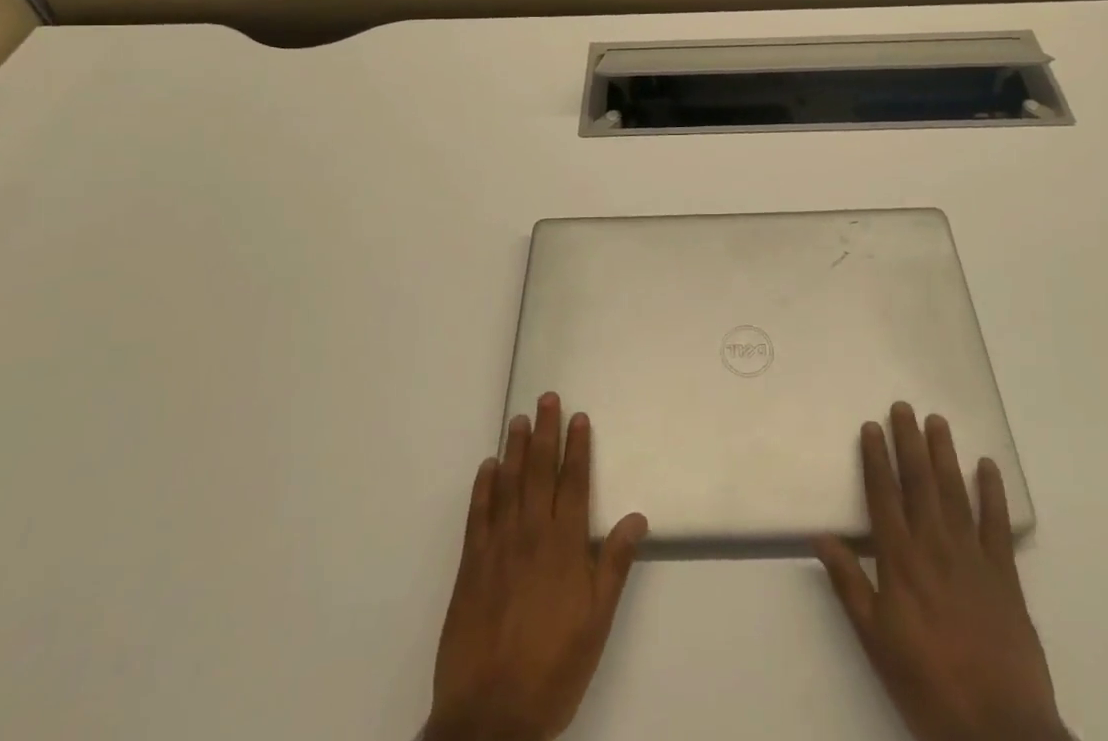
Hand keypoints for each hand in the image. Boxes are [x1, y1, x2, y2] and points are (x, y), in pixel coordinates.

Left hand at [426, 393, 648, 740]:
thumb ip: (613, 565)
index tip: (579, 417)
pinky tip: (487, 467)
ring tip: (518, 420)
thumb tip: (636, 516)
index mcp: (565, 546)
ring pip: (508, 484)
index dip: (578, 447)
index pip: (574, 483)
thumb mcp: (597, 623)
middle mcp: (531, 535)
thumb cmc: (553, 669)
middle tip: (546, 398)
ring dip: (514, 449)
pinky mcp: (471, 566)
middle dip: (546, 432)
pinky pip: (478, 514)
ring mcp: (498, 547)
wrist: (489, 717)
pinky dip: (483, 487)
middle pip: (540, 472)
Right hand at [815, 403, 1068, 740]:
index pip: (883, 496)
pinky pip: (997, 523)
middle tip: (904, 407)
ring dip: (945, 454)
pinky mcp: (1005, 575)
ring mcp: (972, 557)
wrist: (1000, 731)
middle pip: (919, 482)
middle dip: (909, 442)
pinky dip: (992, 492)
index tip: (871, 426)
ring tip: (937, 422)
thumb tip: (821, 538)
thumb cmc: (927, 686)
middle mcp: (934, 546)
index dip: (876, 459)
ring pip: (955, 492)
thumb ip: (850, 585)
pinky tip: (987, 466)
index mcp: (900, 561)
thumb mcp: (876, 641)